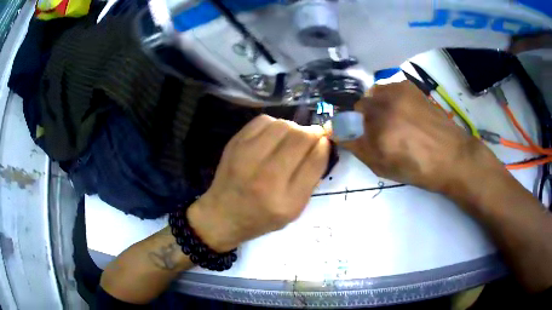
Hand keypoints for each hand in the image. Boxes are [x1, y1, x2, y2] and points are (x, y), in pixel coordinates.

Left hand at [188, 115, 329, 251]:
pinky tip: (273, 136)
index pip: (315, 160)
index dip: (324, 145)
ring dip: (294, 128)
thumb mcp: (294, 209)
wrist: (223, 215)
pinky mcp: (235, 144)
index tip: (325, 141)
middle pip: (300, 137)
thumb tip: (321, 143)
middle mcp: (266, 177)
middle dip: (312, 133)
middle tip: (310, 138)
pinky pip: (263, 120)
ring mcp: (246, 157)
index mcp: (286, 200)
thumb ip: (311, 178)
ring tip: (291, 139)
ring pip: (283, 124)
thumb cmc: (262, 217)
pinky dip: (275, 124)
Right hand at [340, 81, 502, 193]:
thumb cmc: (419, 169)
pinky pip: (386, 88)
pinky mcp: (408, 86)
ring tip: (390, 119)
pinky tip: (401, 110)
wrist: (452, 155)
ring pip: (371, 95)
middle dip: (362, 119)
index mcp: (378, 134)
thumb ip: (358, 149)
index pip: (344, 125)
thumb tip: (339, 133)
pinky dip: (387, 98)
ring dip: (374, 106)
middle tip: (376, 131)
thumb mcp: (384, 168)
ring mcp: (397, 93)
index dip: (346, 130)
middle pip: (357, 107)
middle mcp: (384, 107)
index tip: (351, 136)